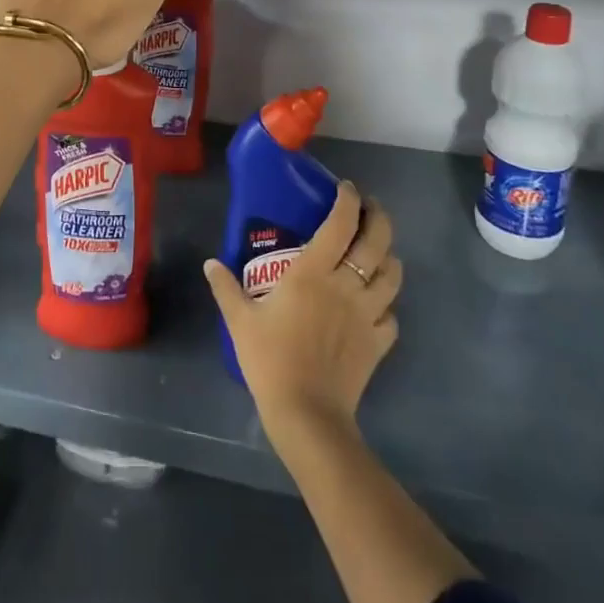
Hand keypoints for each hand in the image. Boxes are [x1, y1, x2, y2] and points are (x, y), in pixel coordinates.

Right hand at [203, 182, 401, 440]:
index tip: (346, 188)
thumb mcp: (240, 320)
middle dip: (378, 217)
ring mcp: (368, 313)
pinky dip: (387, 303)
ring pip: (393, 274)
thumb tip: (210, 263)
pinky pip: (392, 314)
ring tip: (377, 251)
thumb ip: (226, 287)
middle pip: (377, 240)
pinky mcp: (379, 342)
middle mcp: (346, 285)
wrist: (307, 414)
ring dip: (388, 256)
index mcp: (313, 272)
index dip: (348, 200)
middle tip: (368, 209)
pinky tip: (375, 305)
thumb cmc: (270, 359)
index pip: (341, 223)